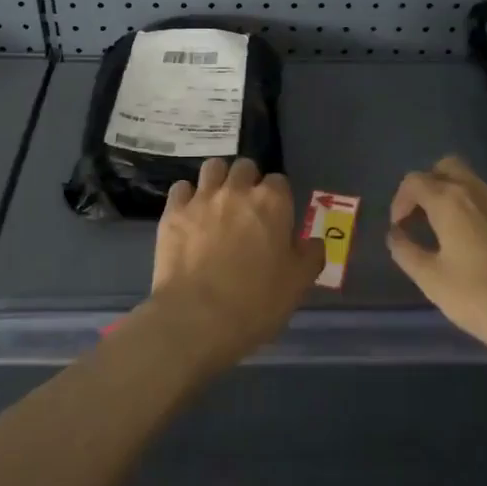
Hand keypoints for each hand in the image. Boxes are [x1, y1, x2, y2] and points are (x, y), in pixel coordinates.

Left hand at [145, 158, 325, 369]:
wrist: (197, 318)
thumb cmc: (255, 303)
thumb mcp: (298, 284)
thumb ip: (310, 256)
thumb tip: (313, 242)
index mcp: (272, 203)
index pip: (279, 181)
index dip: (278, 198)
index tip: (276, 218)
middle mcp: (237, 191)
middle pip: (245, 167)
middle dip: (248, 181)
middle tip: (246, 209)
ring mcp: (202, 199)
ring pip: (212, 167)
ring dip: (218, 179)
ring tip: (217, 203)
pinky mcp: (173, 212)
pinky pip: (181, 188)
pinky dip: (187, 197)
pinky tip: (189, 215)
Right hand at [387, 155, 486, 367]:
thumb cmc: (482, 299)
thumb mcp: (431, 280)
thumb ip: (406, 251)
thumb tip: (396, 234)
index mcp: (450, 201)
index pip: (414, 181)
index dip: (400, 201)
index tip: (400, 228)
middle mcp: (479, 192)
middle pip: (446, 167)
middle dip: (428, 185)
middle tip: (422, 217)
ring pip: (474, 184)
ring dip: (454, 198)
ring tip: (449, 235)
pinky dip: (480, 214)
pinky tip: (483, 249)